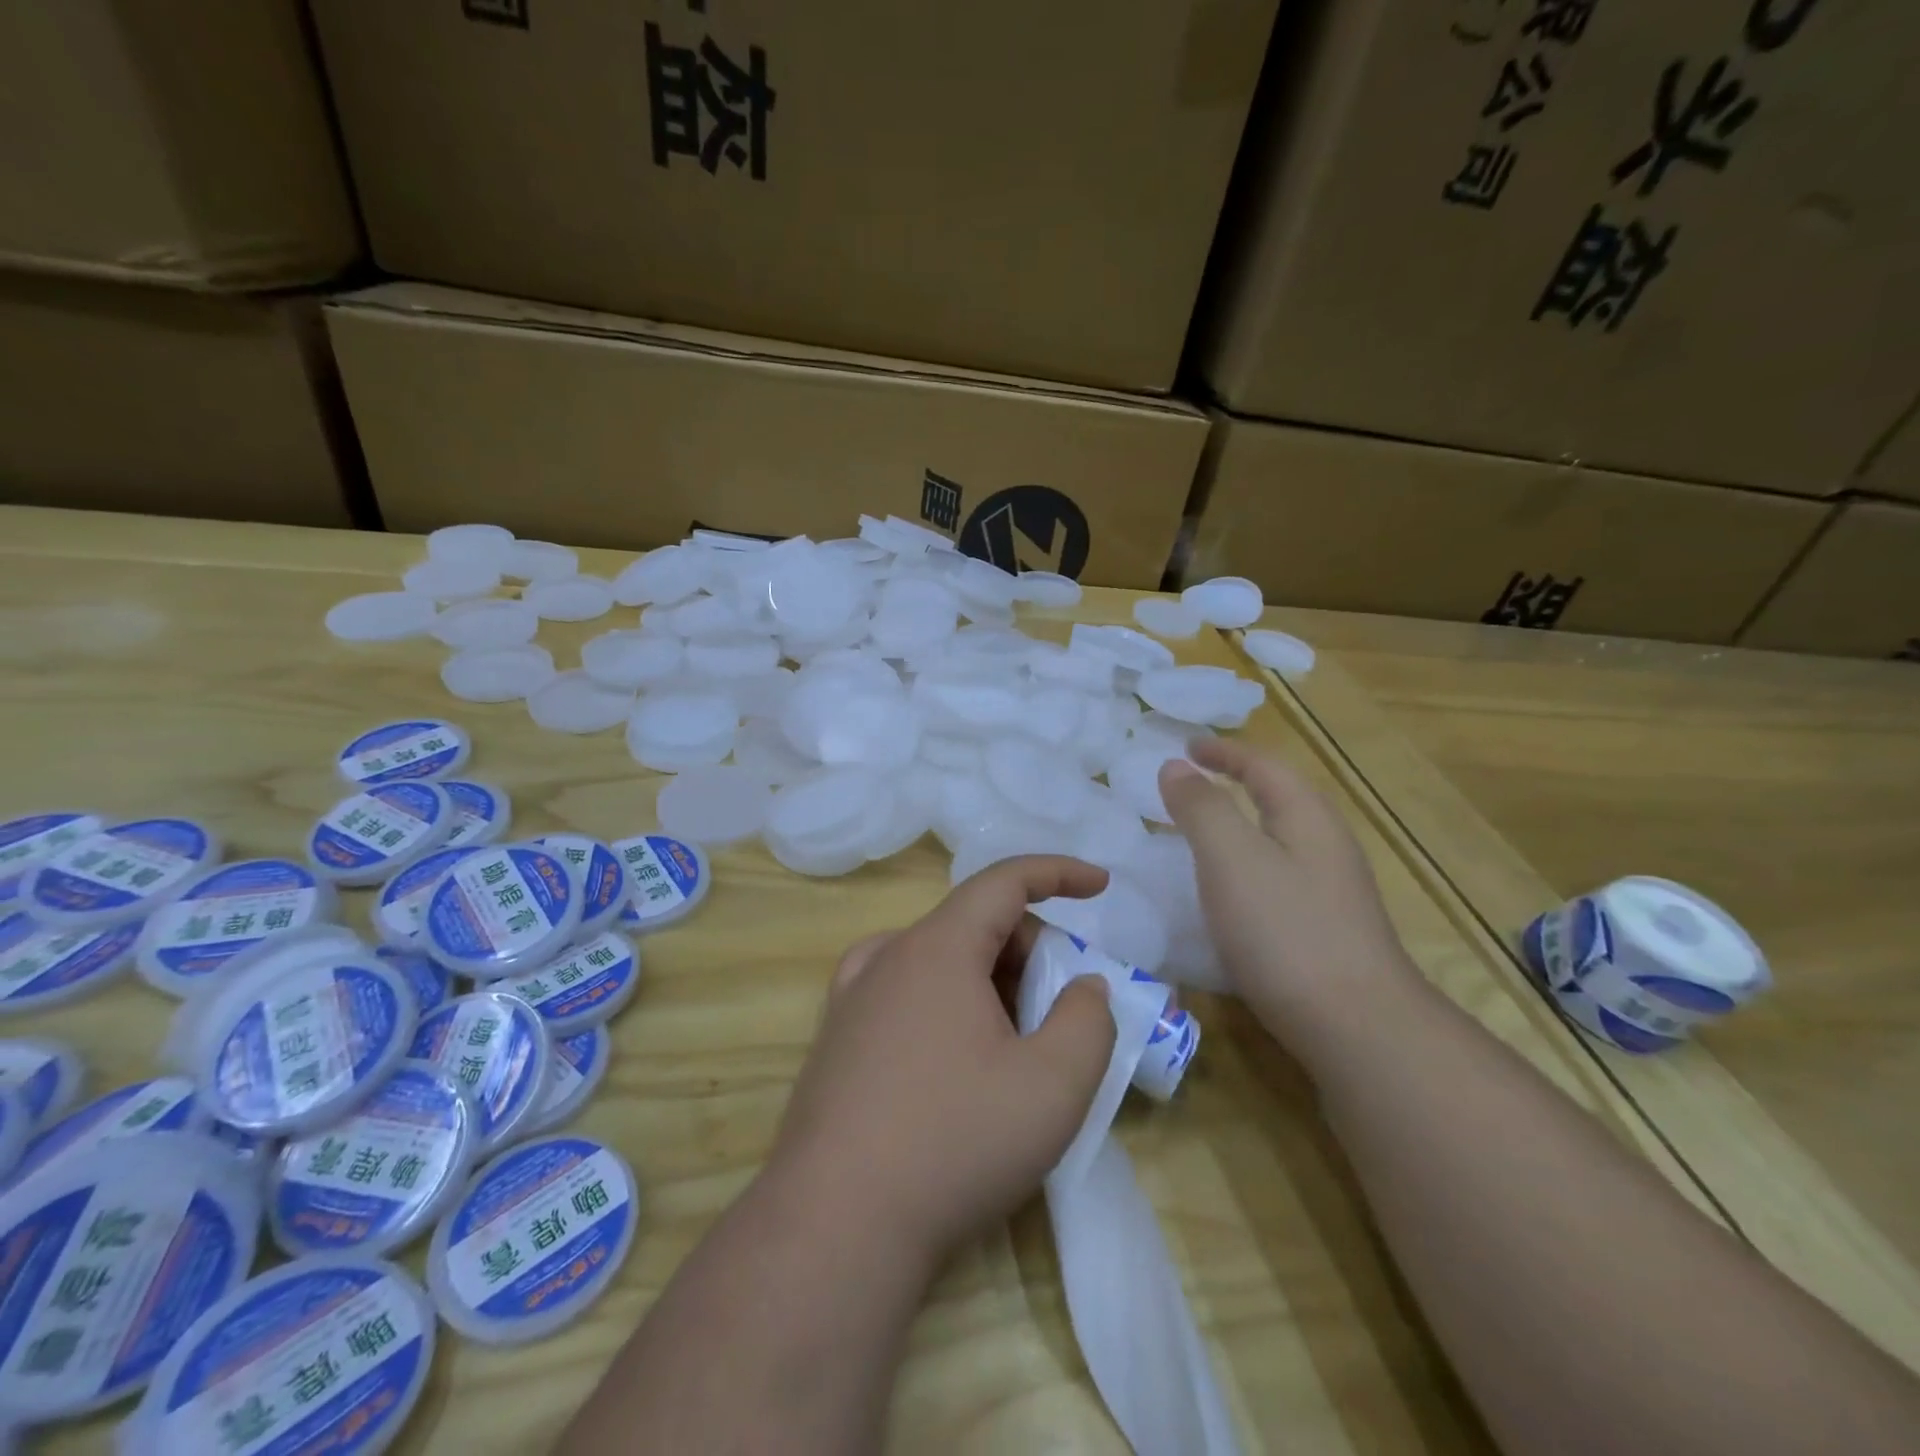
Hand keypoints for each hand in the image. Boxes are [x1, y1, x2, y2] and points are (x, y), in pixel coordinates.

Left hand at [766, 856, 1117, 1267]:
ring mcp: (853, 996)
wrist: (835, 1226)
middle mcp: (888, 955)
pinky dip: (946, 999)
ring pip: (939, 958)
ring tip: (1015, 1042)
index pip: (1004, 881)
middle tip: (1062, 1008)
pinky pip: (905, 989)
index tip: (1100, 886)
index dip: (1058, 873)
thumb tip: (1083, 987)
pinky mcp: (836, 1036)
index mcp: (938, 947)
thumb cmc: (955, 1143)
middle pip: (974, 923)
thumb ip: (1088, 1020)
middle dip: (1031, 949)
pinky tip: (955, 1050)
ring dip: (990, 979)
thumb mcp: (1053, 1086)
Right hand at [1157, 739, 1417, 1059]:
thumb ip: (1201, 807)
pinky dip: (1245, 865)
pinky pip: (1277, 875)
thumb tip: (1175, 766)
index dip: (1222, 752)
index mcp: (1306, 817)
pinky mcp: (1325, 929)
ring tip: (1199, 834)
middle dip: (1234, 783)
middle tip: (1189, 785)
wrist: (1356, 1026)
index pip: (1263, 765)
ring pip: (1278, 839)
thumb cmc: (1284, 930)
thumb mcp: (1230, 858)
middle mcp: (1325, 845)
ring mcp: (1331, 890)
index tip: (1185, 747)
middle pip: (1278, 797)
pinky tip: (1228, 894)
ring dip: (1239, 825)